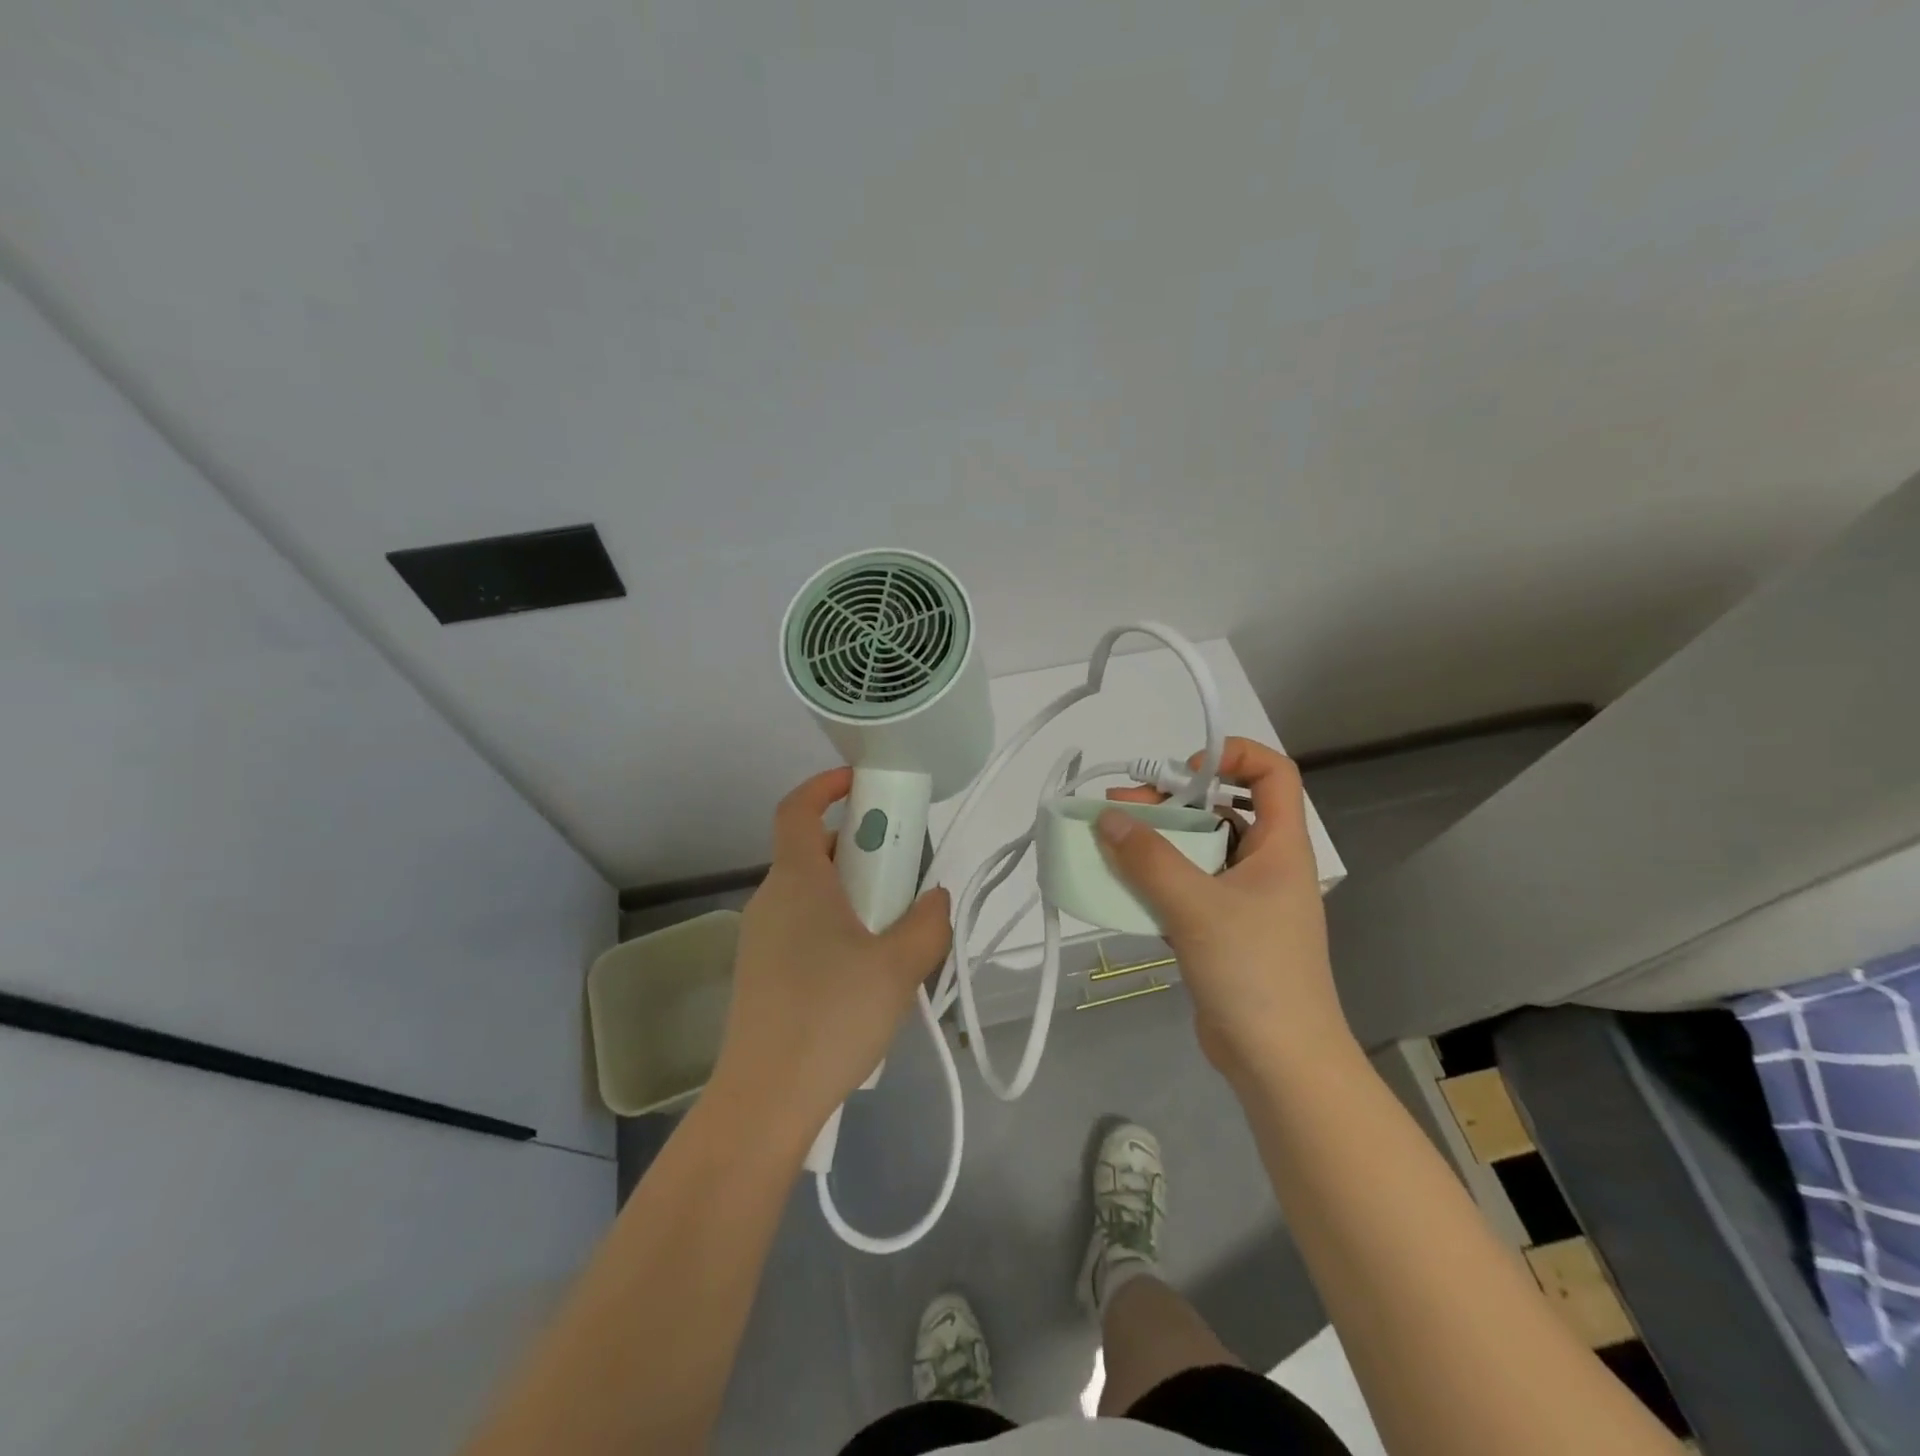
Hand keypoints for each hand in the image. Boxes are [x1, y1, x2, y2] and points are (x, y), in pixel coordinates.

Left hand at [709, 768, 952, 1143]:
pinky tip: (867, 971)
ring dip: (853, 892)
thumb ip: (928, 923)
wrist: (765, 1101)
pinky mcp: (762, 973)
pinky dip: (837, 925)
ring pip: (812, 892)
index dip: (825, 785)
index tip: (862, 783)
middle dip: (861, 848)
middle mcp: (771, 899)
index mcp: (797, 881)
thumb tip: (935, 898)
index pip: (797, 809)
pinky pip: (804, 927)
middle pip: (814, 851)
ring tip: (895, 929)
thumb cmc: (831, 1017)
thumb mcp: (899, 967)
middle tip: (904, 872)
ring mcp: (761, 938)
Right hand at [1098, 738, 1350, 1083]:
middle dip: (1171, 801)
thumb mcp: (1196, 907)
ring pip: (1199, 850)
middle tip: (1120, 809)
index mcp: (1280, 846)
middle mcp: (1265, 864)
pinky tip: (1121, 886)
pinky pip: (1186, 887)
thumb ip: (1148, 859)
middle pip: (1222, 808)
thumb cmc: (1253, 972)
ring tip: (1109, 844)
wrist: (1279, 1062)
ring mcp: (1244, 899)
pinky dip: (1155, 879)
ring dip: (1157, 842)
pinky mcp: (1222, 930)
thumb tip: (1106, 817)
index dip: (1232, 756)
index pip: (1273, 773)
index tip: (1183, 772)